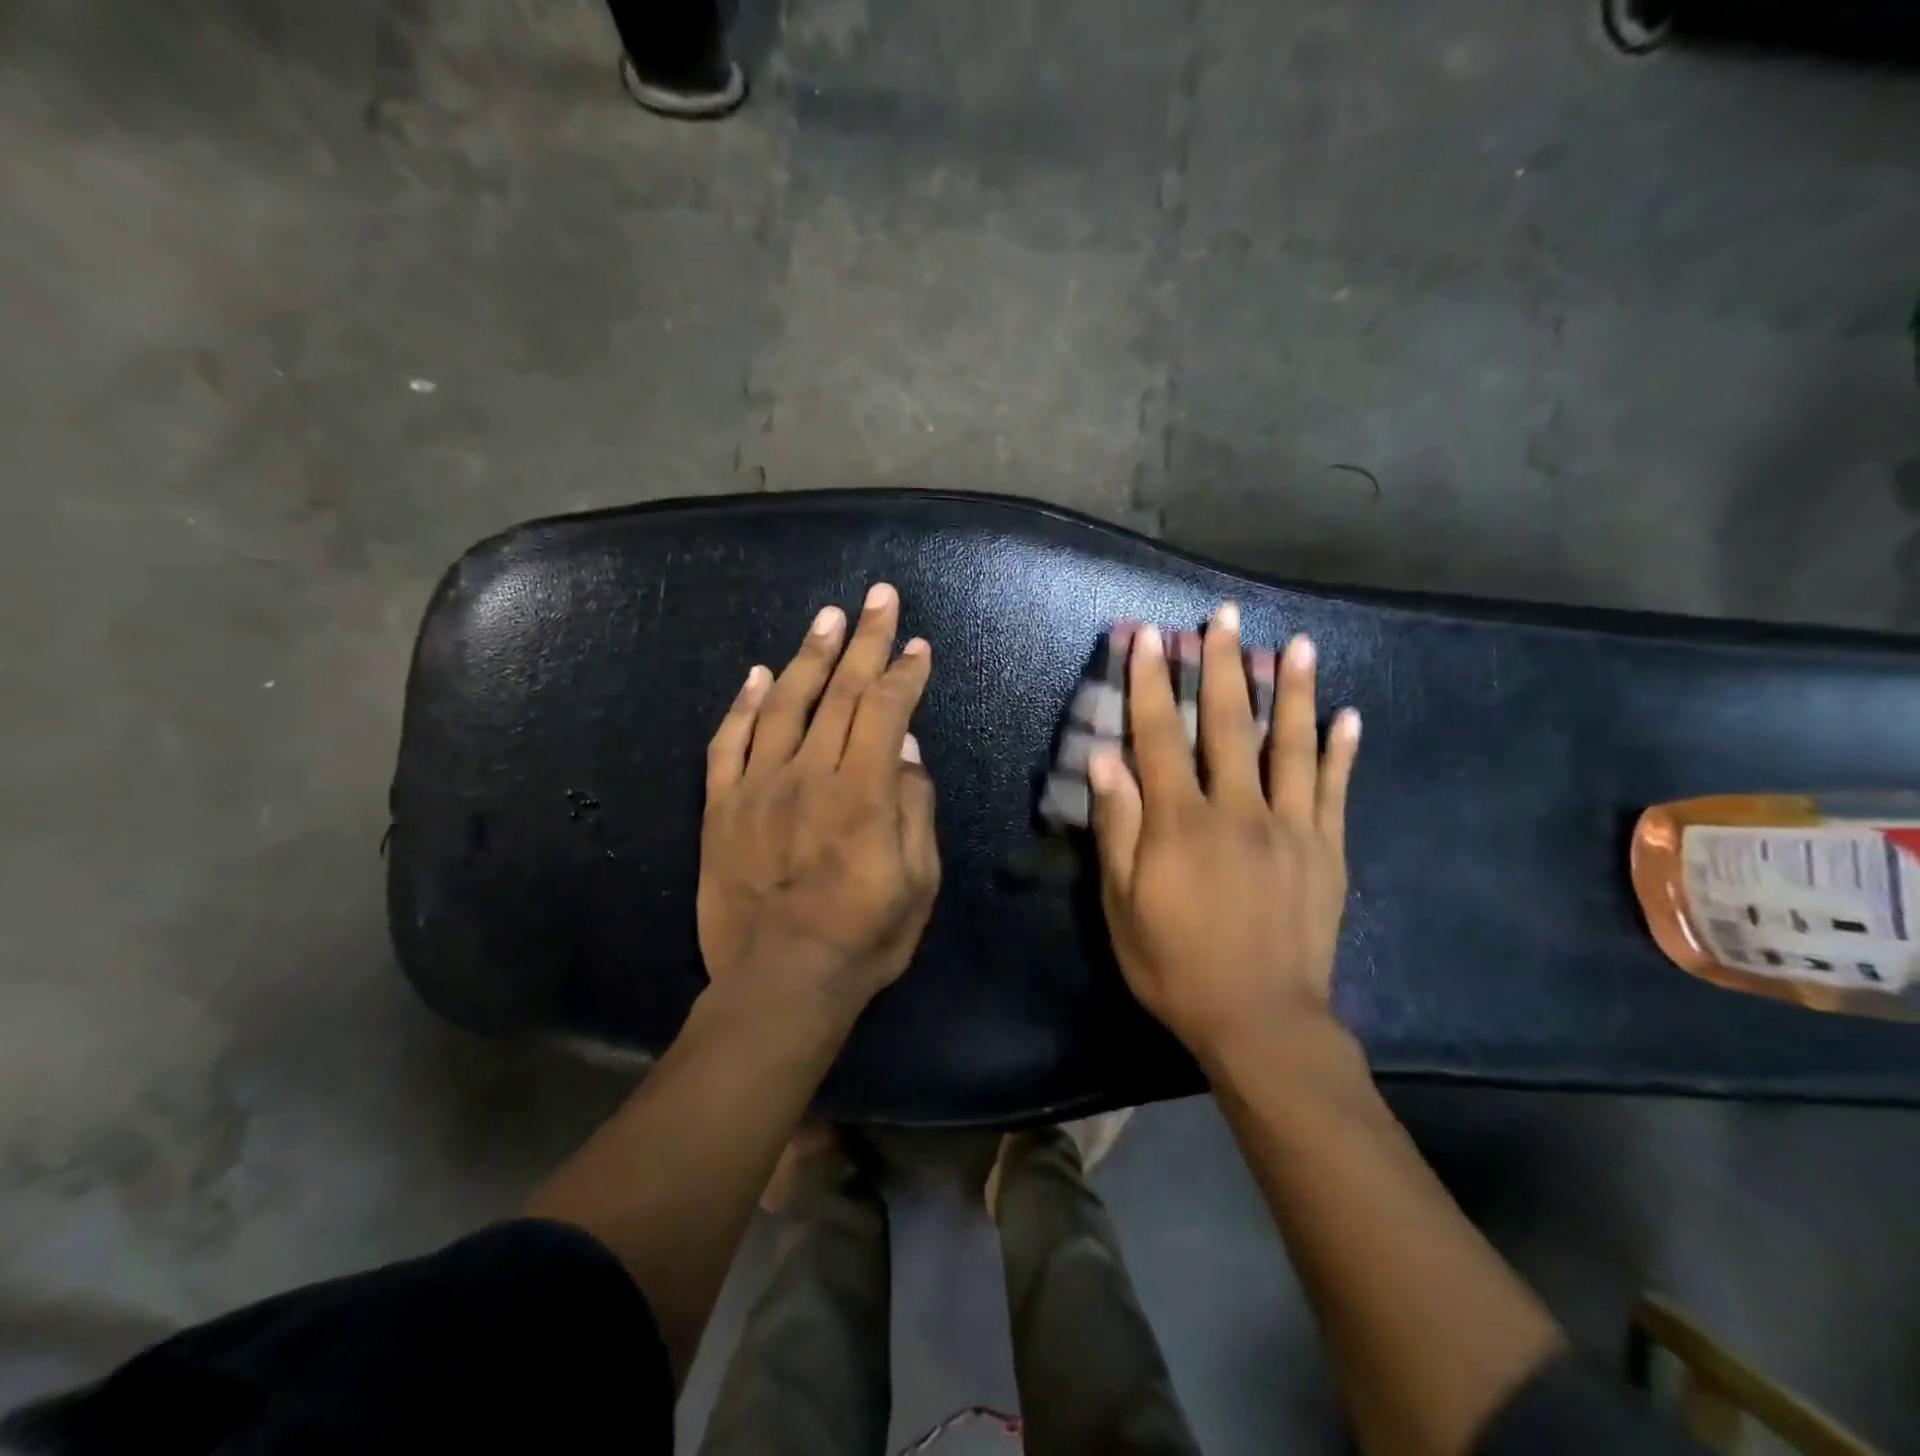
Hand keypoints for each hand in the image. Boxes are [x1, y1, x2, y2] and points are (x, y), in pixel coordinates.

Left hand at [698, 583, 939, 1018]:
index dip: (904, 672)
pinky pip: (728, 744)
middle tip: (878, 596)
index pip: (886, 710)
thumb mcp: (918, 883)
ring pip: (785, 705)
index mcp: (862, 793)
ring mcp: (758, 788)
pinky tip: (759, 674)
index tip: (917, 645)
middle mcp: (809, 775)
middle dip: (864, 639)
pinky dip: (744, 705)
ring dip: (809, 656)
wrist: (778, 985)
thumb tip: (907, 749)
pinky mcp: (721, 808)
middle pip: (840, 692)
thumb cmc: (863, 939)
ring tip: (827, 617)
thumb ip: (915, 809)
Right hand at [1088, 604, 1359, 1062]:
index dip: (1151, 683)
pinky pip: (1334, 791)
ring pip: (1290, 745)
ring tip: (1297, 643)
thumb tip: (1105, 759)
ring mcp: (1291, 828)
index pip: (1161, 735)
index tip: (1148, 637)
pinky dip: (1341, 751)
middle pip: (1229, 724)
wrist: (1261, 1023)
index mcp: (1181, 823)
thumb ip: (1117, 828)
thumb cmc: (1175, 966)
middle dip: (1224, 665)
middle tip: (1224, 616)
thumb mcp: (1122, 905)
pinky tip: (1348, 716)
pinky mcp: (1326, 851)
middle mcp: (1238, 810)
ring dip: (1293, 690)